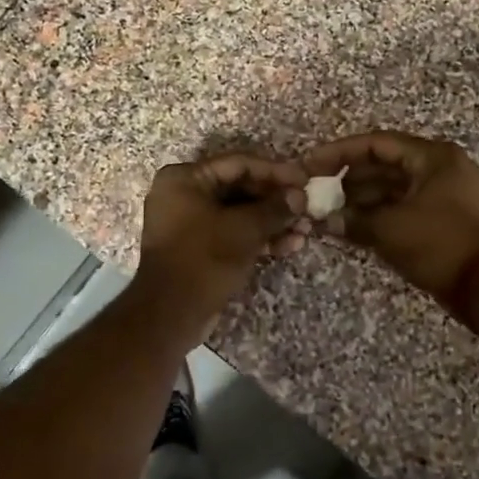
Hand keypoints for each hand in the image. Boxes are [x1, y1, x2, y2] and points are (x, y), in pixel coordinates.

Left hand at [134, 153, 307, 334]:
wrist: (170, 314)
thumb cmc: (203, 259)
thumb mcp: (244, 229)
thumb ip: (274, 208)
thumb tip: (300, 197)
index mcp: (185, 178)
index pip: (238, 164)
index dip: (276, 171)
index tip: (305, 179)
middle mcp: (184, 194)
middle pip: (240, 188)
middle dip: (276, 200)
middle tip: (308, 207)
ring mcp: (190, 222)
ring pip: (239, 213)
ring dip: (273, 221)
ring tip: (305, 230)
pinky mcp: (199, 247)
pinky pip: (233, 233)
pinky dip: (259, 238)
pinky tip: (290, 246)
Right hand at [300, 131, 478, 299]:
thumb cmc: (440, 244)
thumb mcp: (391, 229)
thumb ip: (354, 219)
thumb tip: (326, 221)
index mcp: (433, 157)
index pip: (377, 143)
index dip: (340, 152)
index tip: (312, 164)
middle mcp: (439, 168)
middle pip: (384, 164)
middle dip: (348, 178)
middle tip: (317, 190)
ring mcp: (441, 193)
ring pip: (392, 187)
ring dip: (361, 198)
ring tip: (329, 211)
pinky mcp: (440, 217)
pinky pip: (402, 206)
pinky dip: (377, 213)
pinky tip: (350, 224)